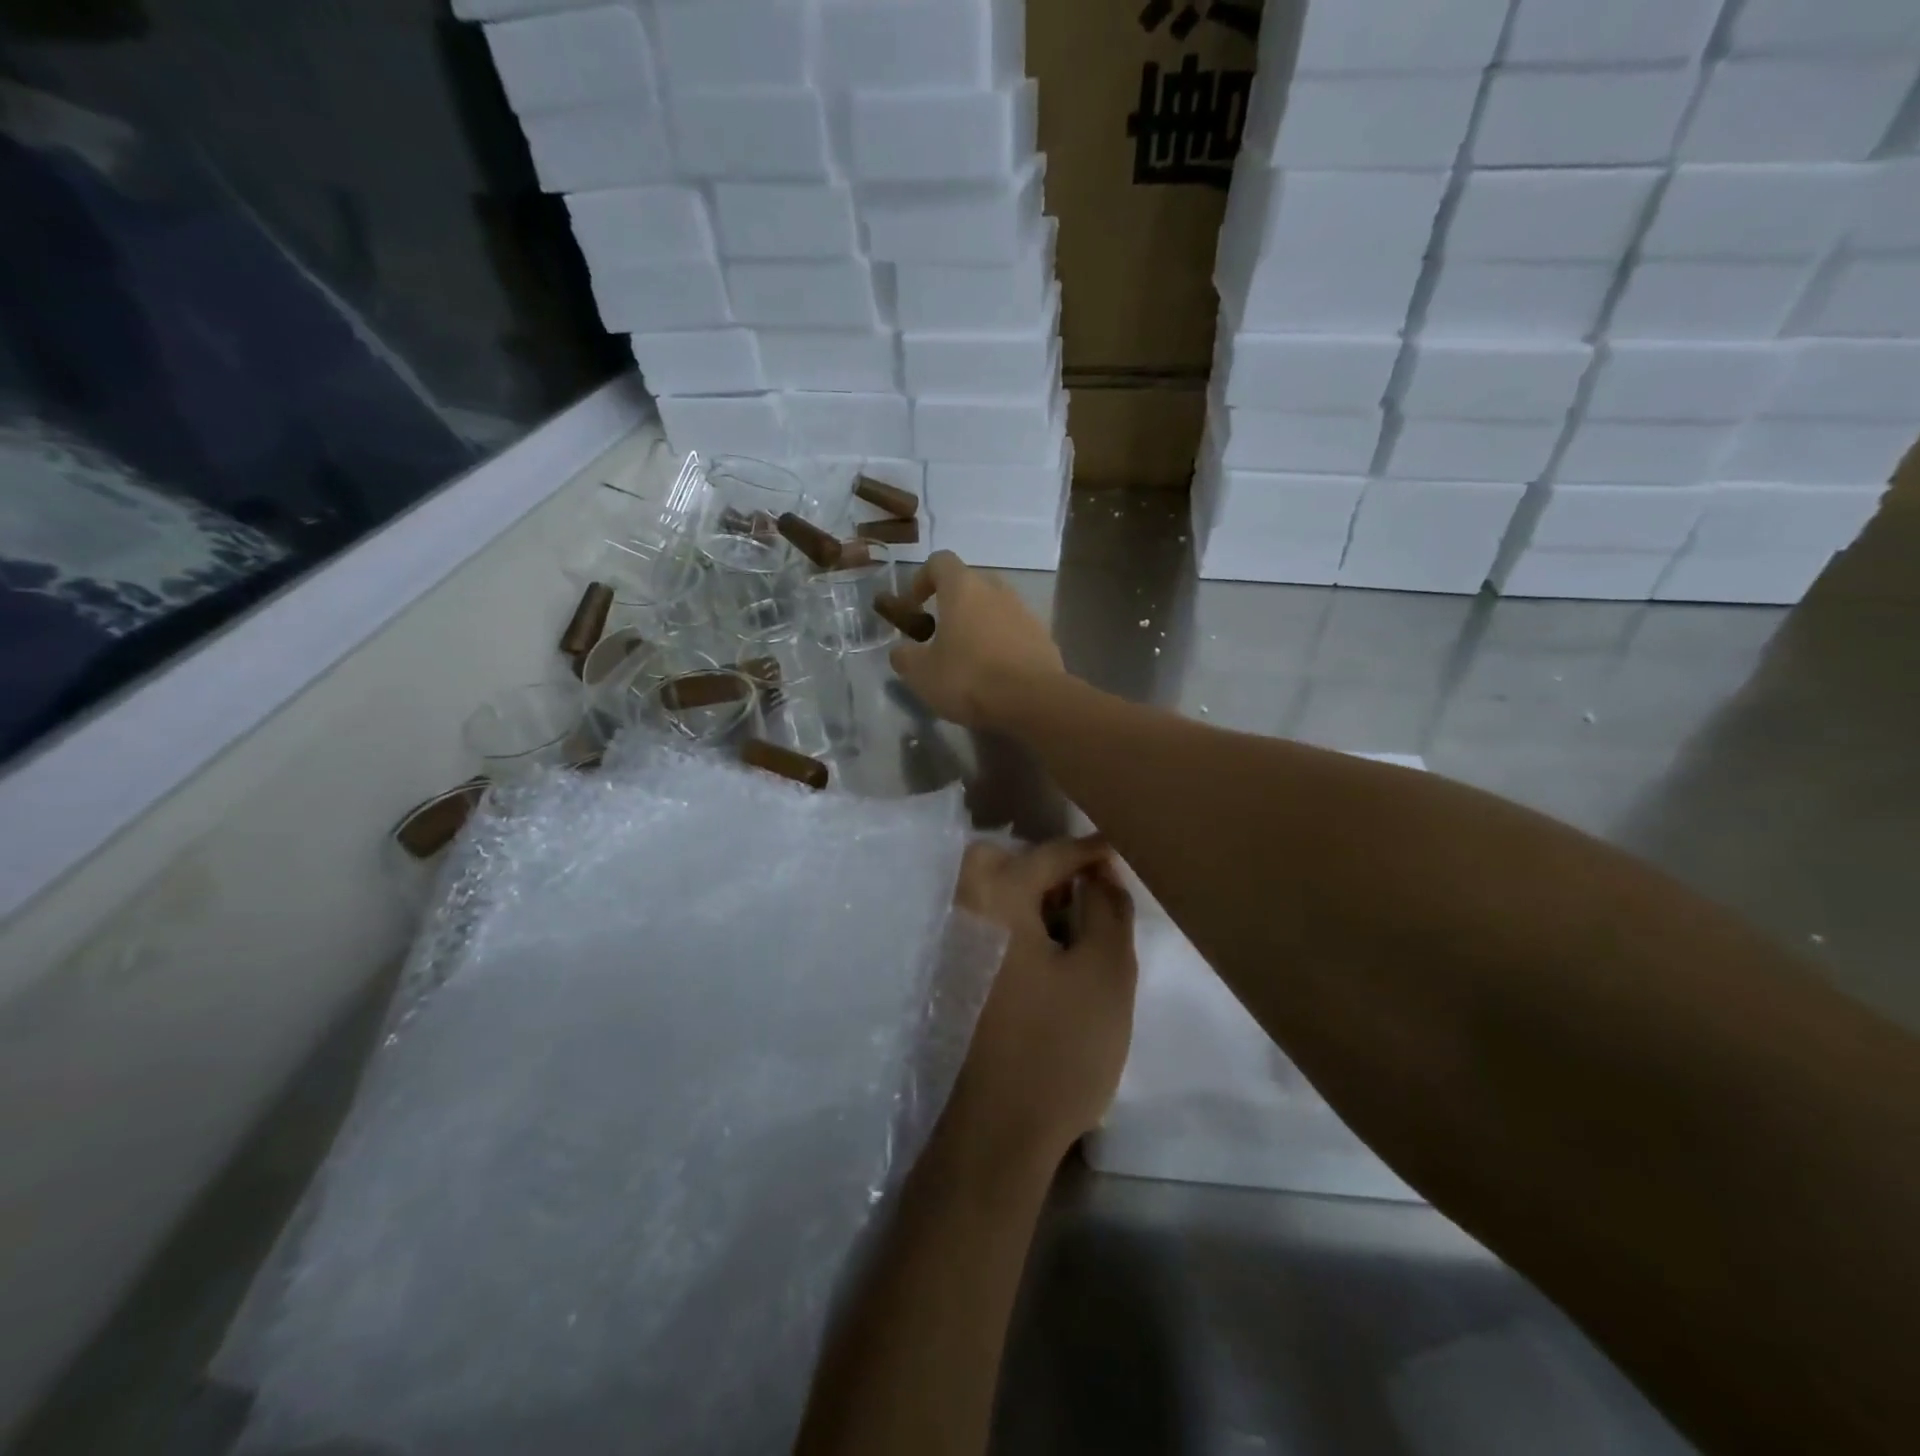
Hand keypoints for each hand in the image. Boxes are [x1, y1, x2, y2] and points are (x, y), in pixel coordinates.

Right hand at [889, 551, 1065, 728]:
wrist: (1033, 701)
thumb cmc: (969, 679)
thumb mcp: (922, 674)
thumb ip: (905, 657)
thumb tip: (901, 651)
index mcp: (964, 588)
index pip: (940, 561)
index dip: (922, 578)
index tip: (914, 606)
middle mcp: (997, 590)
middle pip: (970, 584)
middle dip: (953, 604)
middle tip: (940, 635)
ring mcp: (1025, 612)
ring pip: (995, 608)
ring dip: (979, 625)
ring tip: (968, 659)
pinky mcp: (1044, 637)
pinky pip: (1015, 631)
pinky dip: (1002, 644)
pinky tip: (995, 674)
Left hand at [946, 837, 1138, 1169]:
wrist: (995, 1133)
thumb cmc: (1058, 1047)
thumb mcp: (1105, 973)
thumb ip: (1109, 910)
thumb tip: (1102, 874)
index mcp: (994, 898)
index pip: (1048, 855)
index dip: (1089, 851)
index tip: (1118, 849)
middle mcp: (959, 910)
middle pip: (996, 862)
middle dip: (1040, 867)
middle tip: (1080, 892)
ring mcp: (944, 946)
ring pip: (984, 895)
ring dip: (1024, 896)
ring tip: (1067, 925)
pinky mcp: (944, 979)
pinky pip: (978, 927)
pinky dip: (1008, 925)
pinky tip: (1040, 958)